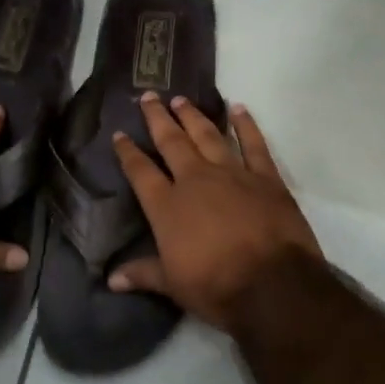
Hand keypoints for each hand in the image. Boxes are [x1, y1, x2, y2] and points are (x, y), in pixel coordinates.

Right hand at [109, 94, 322, 331]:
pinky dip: (246, 125)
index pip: (141, 171)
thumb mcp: (173, 285)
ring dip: (193, 116)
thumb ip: (143, 274)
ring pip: (207, 135)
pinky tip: (238, 108)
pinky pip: (254, 144)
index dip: (128, 152)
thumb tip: (111, 279)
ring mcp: (232, 173)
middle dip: (158, 118)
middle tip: (149, 96)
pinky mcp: (265, 177)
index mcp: (168, 206)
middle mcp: (196, 180)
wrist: (273, 285)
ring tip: (181, 99)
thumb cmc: (216, 287)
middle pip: (172, 141)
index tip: (120, 133)